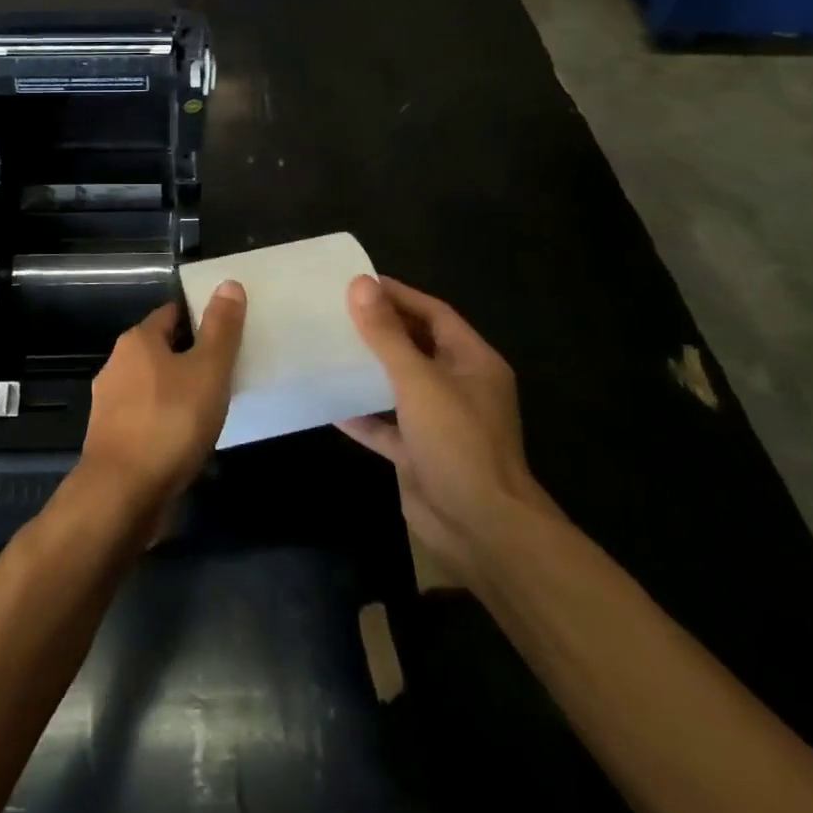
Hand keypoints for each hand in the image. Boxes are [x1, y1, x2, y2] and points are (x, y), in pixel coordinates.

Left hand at [79, 284, 246, 521]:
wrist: (122, 495)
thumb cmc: (170, 422)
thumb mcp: (208, 370)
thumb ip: (221, 329)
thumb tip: (228, 282)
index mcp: (137, 341)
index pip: (172, 314)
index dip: (200, 318)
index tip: (227, 332)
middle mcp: (117, 364)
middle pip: (161, 349)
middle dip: (191, 357)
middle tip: (226, 371)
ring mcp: (109, 403)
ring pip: (153, 386)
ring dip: (178, 392)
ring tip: (212, 407)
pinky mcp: (111, 438)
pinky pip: (146, 418)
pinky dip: (166, 421)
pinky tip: (186, 439)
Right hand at [337, 276, 553, 582]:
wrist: (482, 530)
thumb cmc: (457, 442)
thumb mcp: (418, 380)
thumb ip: (387, 334)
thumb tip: (360, 284)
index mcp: (472, 361)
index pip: (433, 313)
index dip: (398, 295)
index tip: (358, 282)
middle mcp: (458, 386)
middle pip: (416, 345)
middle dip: (381, 328)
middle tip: (336, 310)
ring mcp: (439, 422)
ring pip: (399, 384)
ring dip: (369, 369)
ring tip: (329, 347)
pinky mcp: (419, 453)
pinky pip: (386, 425)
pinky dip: (362, 414)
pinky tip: (329, 403)